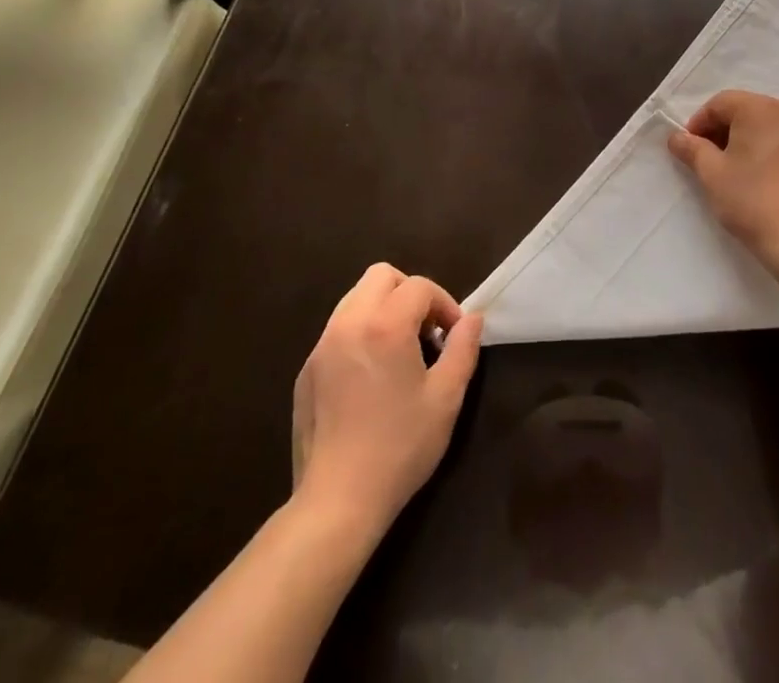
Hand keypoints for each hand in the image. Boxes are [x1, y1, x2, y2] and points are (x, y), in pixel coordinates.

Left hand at [291, 264, 482, 537]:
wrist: (336, 502)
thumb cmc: (399, 447)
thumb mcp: (445, 399)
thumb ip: (463, 349)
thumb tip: (473, 318)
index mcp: (385, 324)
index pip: (419, 286)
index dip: (444, 303)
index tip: (454, 336)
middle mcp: (348, 323)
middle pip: (381, 276)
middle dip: (409, 293)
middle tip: (425, 331)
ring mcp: (322, 346)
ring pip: (355, 298)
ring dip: (383, 309)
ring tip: (399, 350)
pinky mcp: (306, 370)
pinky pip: (337, 330)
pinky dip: (359, 333)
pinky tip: (370, 377)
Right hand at [667, 90, 778, 260]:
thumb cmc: (752, 202)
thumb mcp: (711, 174)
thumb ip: (692, 149)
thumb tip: (677, 137)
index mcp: (759, 107)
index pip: (721, 104)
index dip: (700, 123)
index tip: (691, 147)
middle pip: (751, 109)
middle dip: (730, 128)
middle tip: (716, 157)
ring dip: (761, 133)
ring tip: (751, 161)